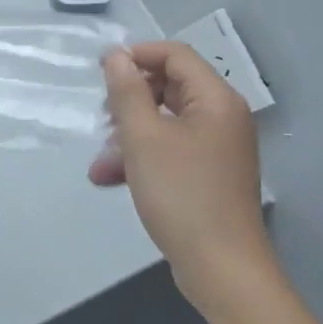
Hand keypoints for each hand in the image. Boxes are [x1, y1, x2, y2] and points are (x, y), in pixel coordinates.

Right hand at [89, 41, 275, 320]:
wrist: (221, 268)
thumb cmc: (182, 194)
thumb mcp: (143, 138)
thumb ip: (127, 91)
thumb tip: (116, 56)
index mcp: (216, 100)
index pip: (175, 54)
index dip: (136, 55)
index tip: (100, 72)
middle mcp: (222, 117)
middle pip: (169, 86)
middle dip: (129, 100)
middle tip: (102, 117)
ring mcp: (217, 148)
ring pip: (164, 121)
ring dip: (128, 134)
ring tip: (100, 159)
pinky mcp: (208, 175)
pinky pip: (170, 149)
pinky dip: (141, 157)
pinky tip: (110, 178)